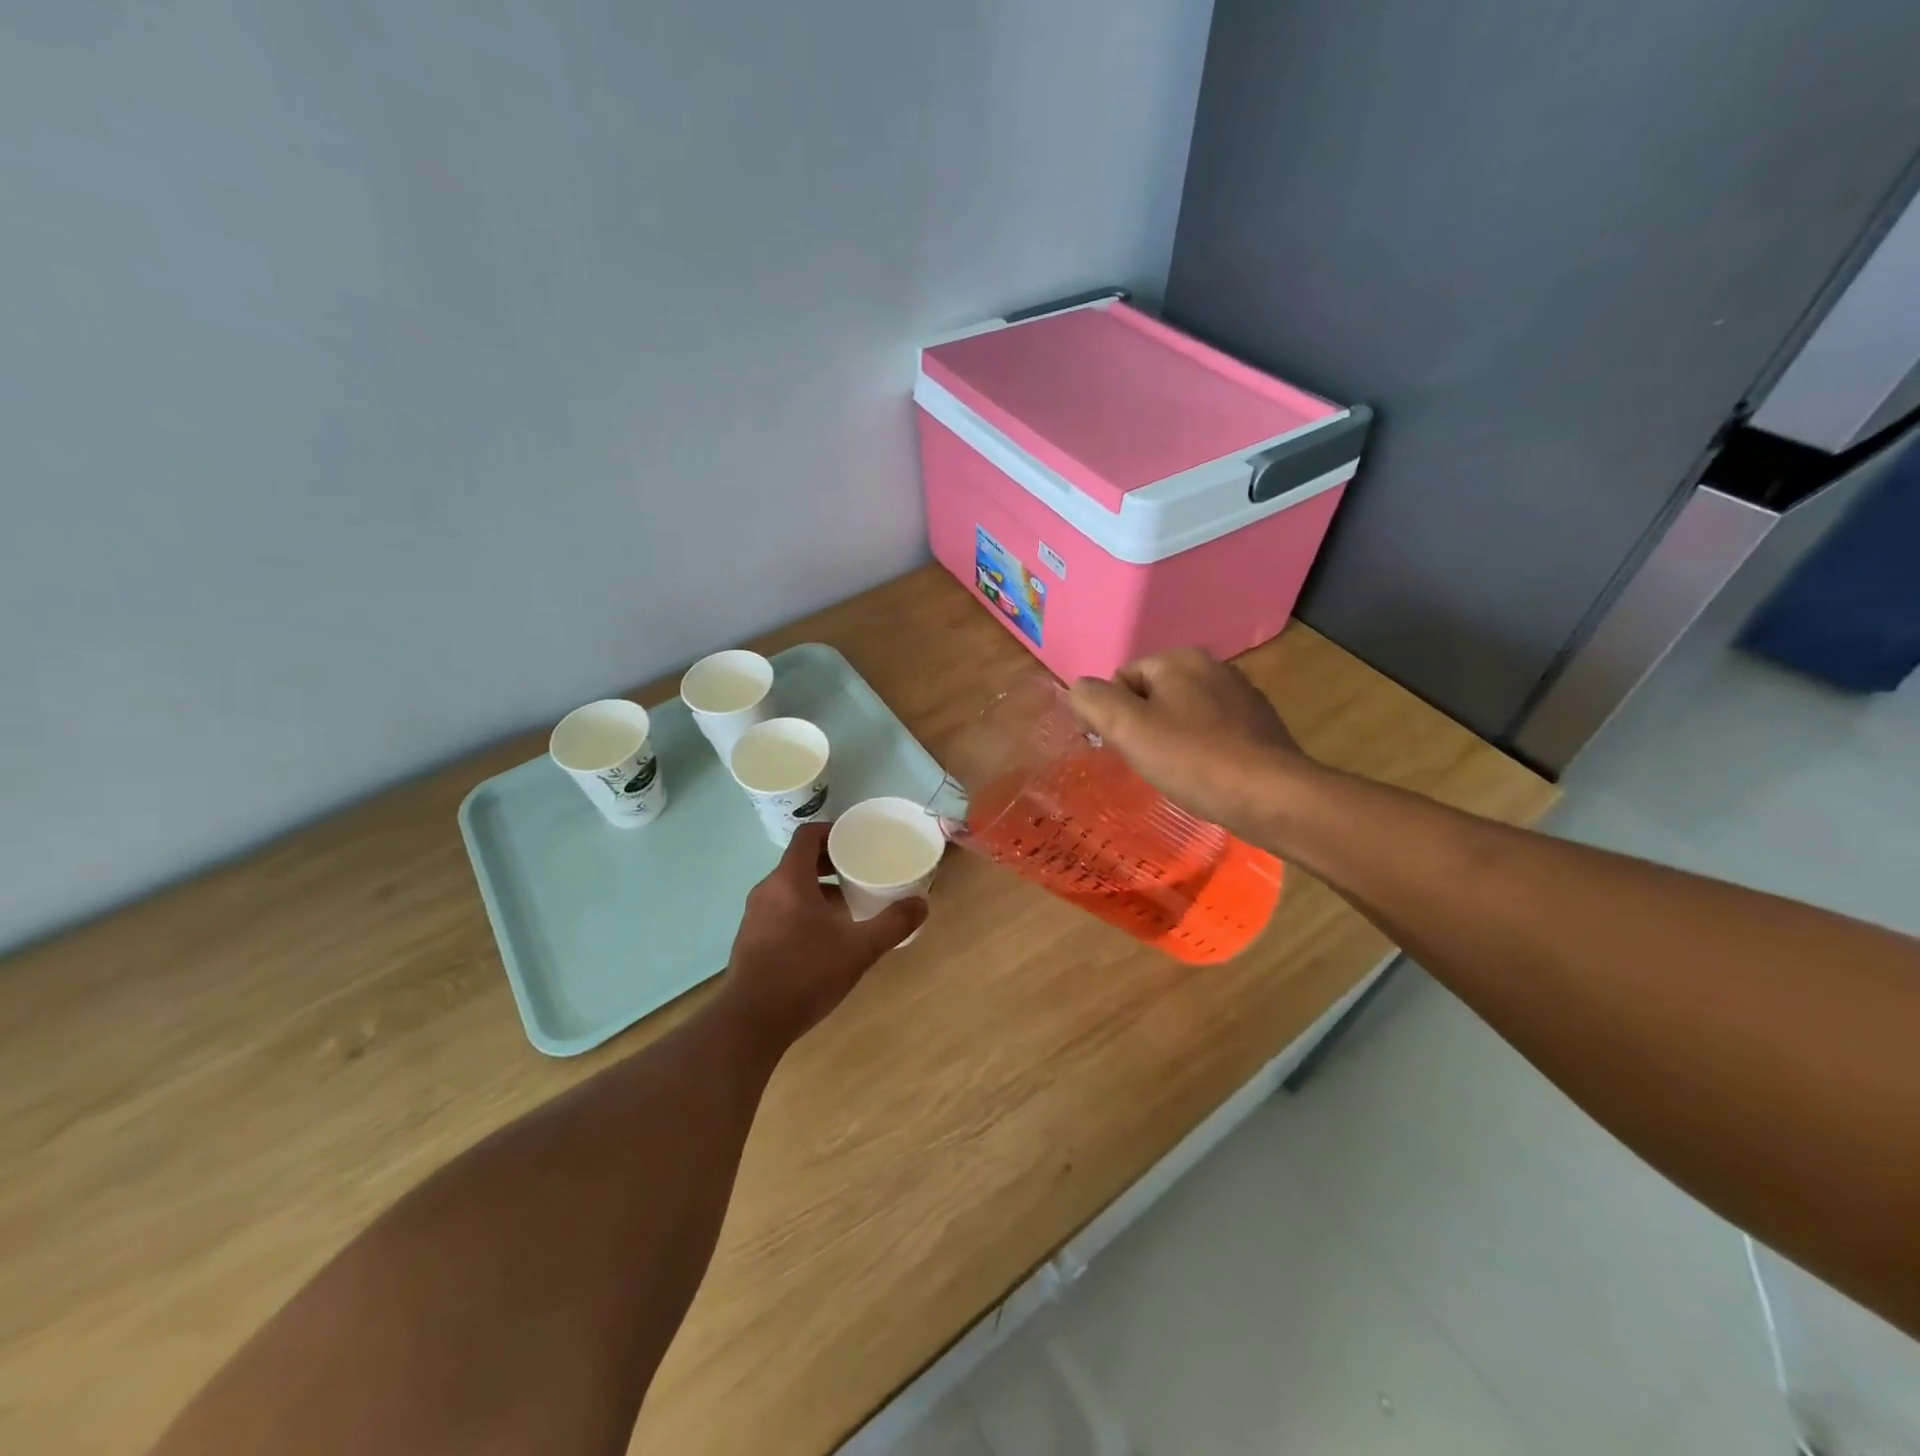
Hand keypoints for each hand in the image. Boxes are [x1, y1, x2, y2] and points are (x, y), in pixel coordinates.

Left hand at [720, 823, 926, 1046]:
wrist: (751, 1023)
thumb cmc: (805, 974)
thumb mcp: (859, 949)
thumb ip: (892, 924)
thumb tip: (922, 904)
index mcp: (789, 880)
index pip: (808, 835)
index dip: (833, 832)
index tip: (857, 842)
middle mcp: (767, 890)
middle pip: (800, 862)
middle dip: (831, 865)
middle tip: (860, 874)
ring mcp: (754, 916)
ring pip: (790, 889)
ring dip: (818, 891)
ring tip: (849, 908)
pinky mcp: (750, 940)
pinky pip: (780, 911)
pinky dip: (803, 912)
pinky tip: (825, 939)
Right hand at [1070, 648, 1309, 835]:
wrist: (1271, 796)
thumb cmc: (1192, 759)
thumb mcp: (1126, 727)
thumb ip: (1092, 699)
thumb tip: (1081, 690)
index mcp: (1180, 658)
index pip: (1121, 680)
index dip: (1109, 715)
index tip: (1117, 749)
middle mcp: (1213, 666)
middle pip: (1152, 696)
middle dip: (1141, 728)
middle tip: (1146, 763)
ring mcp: (1241, 695)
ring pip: (1182, 715)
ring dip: (1170, 741)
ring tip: (1175, 772)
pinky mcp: (1260, 725)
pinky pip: (1211, 732)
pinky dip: (1200, 751)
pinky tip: (1204, 776)